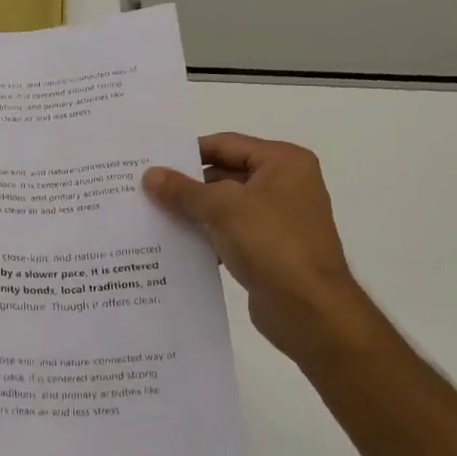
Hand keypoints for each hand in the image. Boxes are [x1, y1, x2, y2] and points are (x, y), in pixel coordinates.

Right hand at [143, 133, 373, 365]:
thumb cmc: (272, 244)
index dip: (188, 152)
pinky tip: (177, 246)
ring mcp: (279, 219)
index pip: (226, 144)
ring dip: (194, 212)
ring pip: (226, 206)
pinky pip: (230, 234)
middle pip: (225, 174)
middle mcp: (285, 184)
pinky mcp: (270, 250)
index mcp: (284, 162)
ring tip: (153, 216)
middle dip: (188, 185)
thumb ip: (183, 190)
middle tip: (146, 190)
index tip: (152, 162)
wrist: (310, 311)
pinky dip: (207, 237)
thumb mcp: (222, 208)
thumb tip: (150, 175)